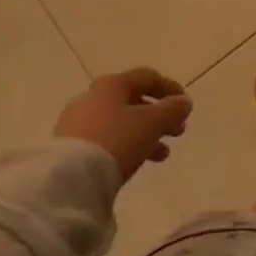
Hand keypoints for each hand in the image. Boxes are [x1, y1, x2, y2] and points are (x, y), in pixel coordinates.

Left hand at [54, 68, 192, 182]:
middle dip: (159, 116)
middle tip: (178, 132)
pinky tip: (136, 162)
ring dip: (145, 134)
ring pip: (120, 122)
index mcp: (112, 84)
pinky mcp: (70, 147)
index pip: (146, 77)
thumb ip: (172, 110)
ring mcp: (78, 122)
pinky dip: (126, 145)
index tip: (185, 106)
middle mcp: (93, 97)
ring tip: (162, 155)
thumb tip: (184, 102)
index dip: (169, 88)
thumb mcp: (152, 123)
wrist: (70, 178)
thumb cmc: (116, 140)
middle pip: (133, 100)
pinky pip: (106, 139)